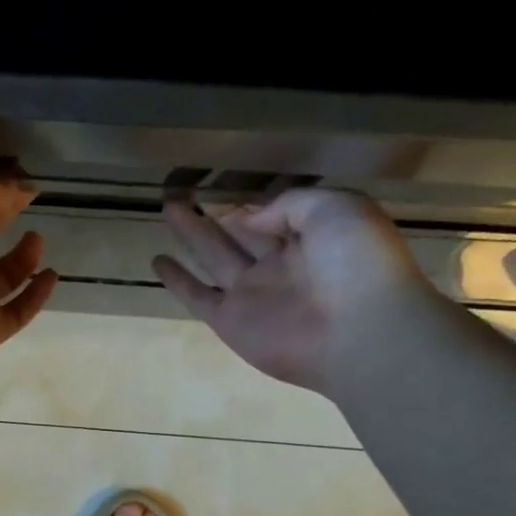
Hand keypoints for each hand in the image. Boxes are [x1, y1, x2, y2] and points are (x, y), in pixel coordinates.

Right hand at [152, 188, 436, 394]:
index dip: (249, 198)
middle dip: (213, 211)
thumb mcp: (336, 207)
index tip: (221, 182)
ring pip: (214, 257)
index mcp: (312, 238)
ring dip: (191, 234)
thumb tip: (251, 218)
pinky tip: (157, 261)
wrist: (359, 333)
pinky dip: (177, 281)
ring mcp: (253, 294)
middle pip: (238, 232)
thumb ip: (291, 203)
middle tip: (181, 191)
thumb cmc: (357, 263)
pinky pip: (198, 296)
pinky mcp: (230, 321)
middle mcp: (279, 265)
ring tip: (167, 208)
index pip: (274, 214)